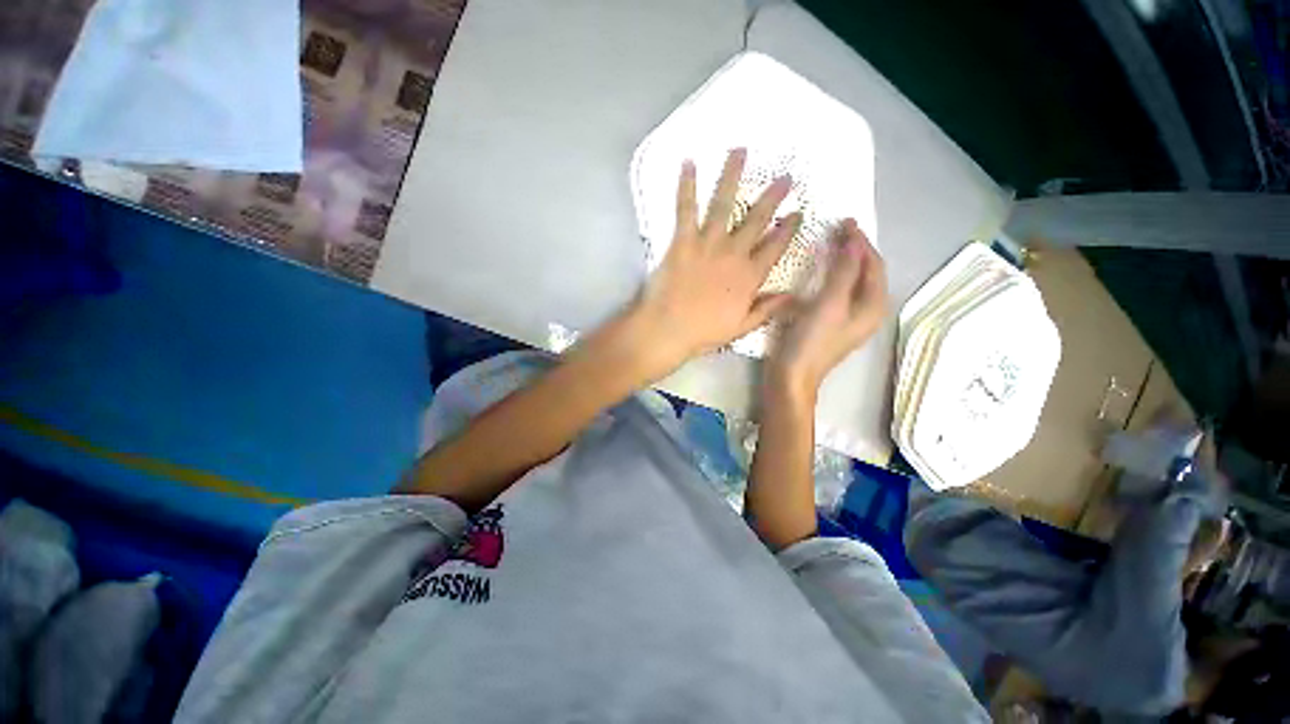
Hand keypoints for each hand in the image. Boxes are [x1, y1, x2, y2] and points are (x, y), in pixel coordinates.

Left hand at [630, 148, 799, 374]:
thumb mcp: (741, 327)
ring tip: (740, 151)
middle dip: (773, 197)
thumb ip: (766, 309)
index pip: (775, 247)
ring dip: (732, 176)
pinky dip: (686, 186)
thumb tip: (792, 295)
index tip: (797, 212)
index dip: (788, 229)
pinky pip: (686, 209)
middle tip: (786, 177)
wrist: (668, 329)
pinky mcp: (682, 241)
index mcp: (749, 277)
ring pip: (724, 204)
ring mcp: (707, 244)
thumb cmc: (703, 332)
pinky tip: (689, 163)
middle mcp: (733, 254)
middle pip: (756, 220)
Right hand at [768, 219, 887, 393]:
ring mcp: (848, 317)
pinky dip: (831, 275)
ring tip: (828, 243)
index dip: (861, 242)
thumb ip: (843, 272)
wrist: (792, 376)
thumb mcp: (830, 304)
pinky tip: (818, 270)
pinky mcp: (831, 321)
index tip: (845, 222)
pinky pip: (837, 290)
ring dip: (842, 261)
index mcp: (873, 306)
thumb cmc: (811, 342)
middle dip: (854, 249)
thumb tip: (853, 241)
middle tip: (836, 229)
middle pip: (866, 272)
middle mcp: (866, 310)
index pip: (874, 265)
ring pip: (851, 280)